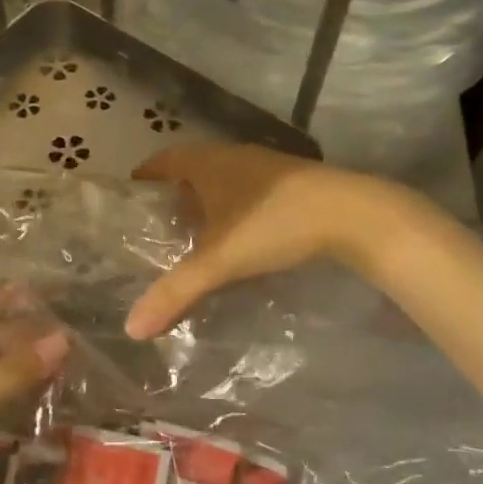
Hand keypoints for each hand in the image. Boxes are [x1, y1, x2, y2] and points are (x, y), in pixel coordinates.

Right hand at [126, 144, 386, 337]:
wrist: (352, 214)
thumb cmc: (274, 225)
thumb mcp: (219, 261)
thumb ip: (175, 292)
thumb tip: (131, 328)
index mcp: (208, 163)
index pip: (164, 160)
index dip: (145, 176)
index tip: (130, 198)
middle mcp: (233, 155)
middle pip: (192, 168)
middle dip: (173, 192)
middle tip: (157, 225)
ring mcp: (265, 166)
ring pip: (223, 178)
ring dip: (206, 199)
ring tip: (194, 233)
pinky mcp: (291, 181)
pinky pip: (248, 188)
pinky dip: (234, 206)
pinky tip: (239, 234)